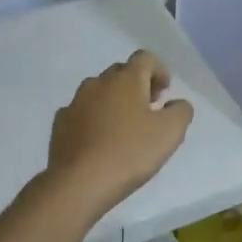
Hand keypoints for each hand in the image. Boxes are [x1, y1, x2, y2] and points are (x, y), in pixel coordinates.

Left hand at [45, 51, 193, 219]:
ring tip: (123, 128)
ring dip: (114, 101)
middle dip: (137, 85)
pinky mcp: (60, 123)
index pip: (145, 58)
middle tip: (148, 110)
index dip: (159, 71)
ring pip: (99, 92)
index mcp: (126, 79)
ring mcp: (75, 102)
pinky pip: (82, 112)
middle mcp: (98, 83)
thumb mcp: (170, 132)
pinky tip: (100, 142)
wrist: (79, 182)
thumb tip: (176, 103)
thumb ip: (181, 111)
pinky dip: (94, 119)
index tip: (164, 94)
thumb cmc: (130, 153)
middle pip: (121, 72)